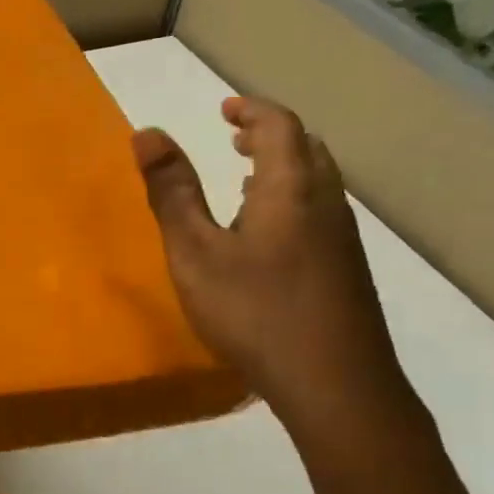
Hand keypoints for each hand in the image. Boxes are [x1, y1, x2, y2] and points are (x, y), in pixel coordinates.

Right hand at [132, 97, 412, 430]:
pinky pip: (320, 211)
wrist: (335, 385)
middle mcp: (325, 202)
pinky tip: (268, 236)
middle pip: (307, 148)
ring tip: (246, 179)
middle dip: (269, 134)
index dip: (251, 110)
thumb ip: (172, 193)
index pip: (279, 126)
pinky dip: (292, 198)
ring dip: (283, 167)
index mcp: (290, 188)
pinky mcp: (347, 270)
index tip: (224, 109)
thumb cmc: (254, 311)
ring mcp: (342, 238)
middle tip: (234, 138)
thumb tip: (147, 133)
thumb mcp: (196, 252)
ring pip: (318, 181)